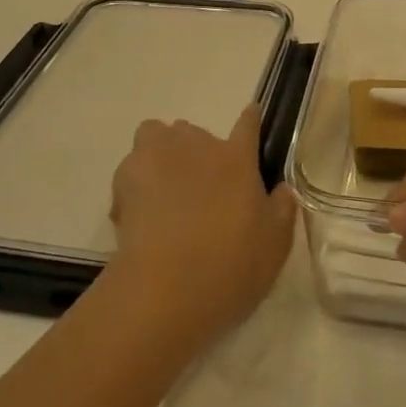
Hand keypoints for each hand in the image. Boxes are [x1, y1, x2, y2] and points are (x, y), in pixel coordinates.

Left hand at [107, 104, 296, 341]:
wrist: (165, 289)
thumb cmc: (230, 267)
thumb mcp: (274, 246)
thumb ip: (280, 211)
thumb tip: (281, 190)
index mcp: (237, 159)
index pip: (248, 125)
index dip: (250, 120)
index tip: (251, 116)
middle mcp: (197, 146)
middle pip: (194, 132)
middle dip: (196, 152)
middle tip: (199, 189)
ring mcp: (157, 158)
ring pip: (156, 136)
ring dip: (161, 154)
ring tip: (163, 189)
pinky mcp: (124, 179)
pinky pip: (131, 168)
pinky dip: (135, 182)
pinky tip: (140, 212)